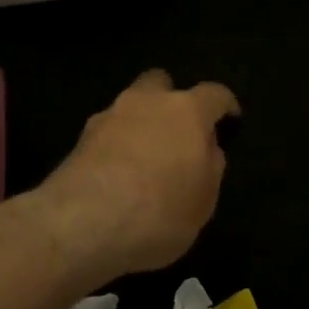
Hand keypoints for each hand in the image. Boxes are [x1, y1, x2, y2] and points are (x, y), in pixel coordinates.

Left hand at [40, 70, 239, 279]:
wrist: (82, 225)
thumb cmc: (160, 212)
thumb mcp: (204, 201)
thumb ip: (209, 167)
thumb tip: (206, 148)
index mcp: (187, 111)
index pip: (214, 94)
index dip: (225, 105)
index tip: (230, 119)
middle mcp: (146, 103)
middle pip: (161, 83)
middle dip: (170, 100)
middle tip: (177, 132)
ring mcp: (107, 117)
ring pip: (129, 107)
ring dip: (139, 124)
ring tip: (144, 159)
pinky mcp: (78, 140)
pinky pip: (107, 134)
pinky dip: (115, 147)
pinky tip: (118, 176)